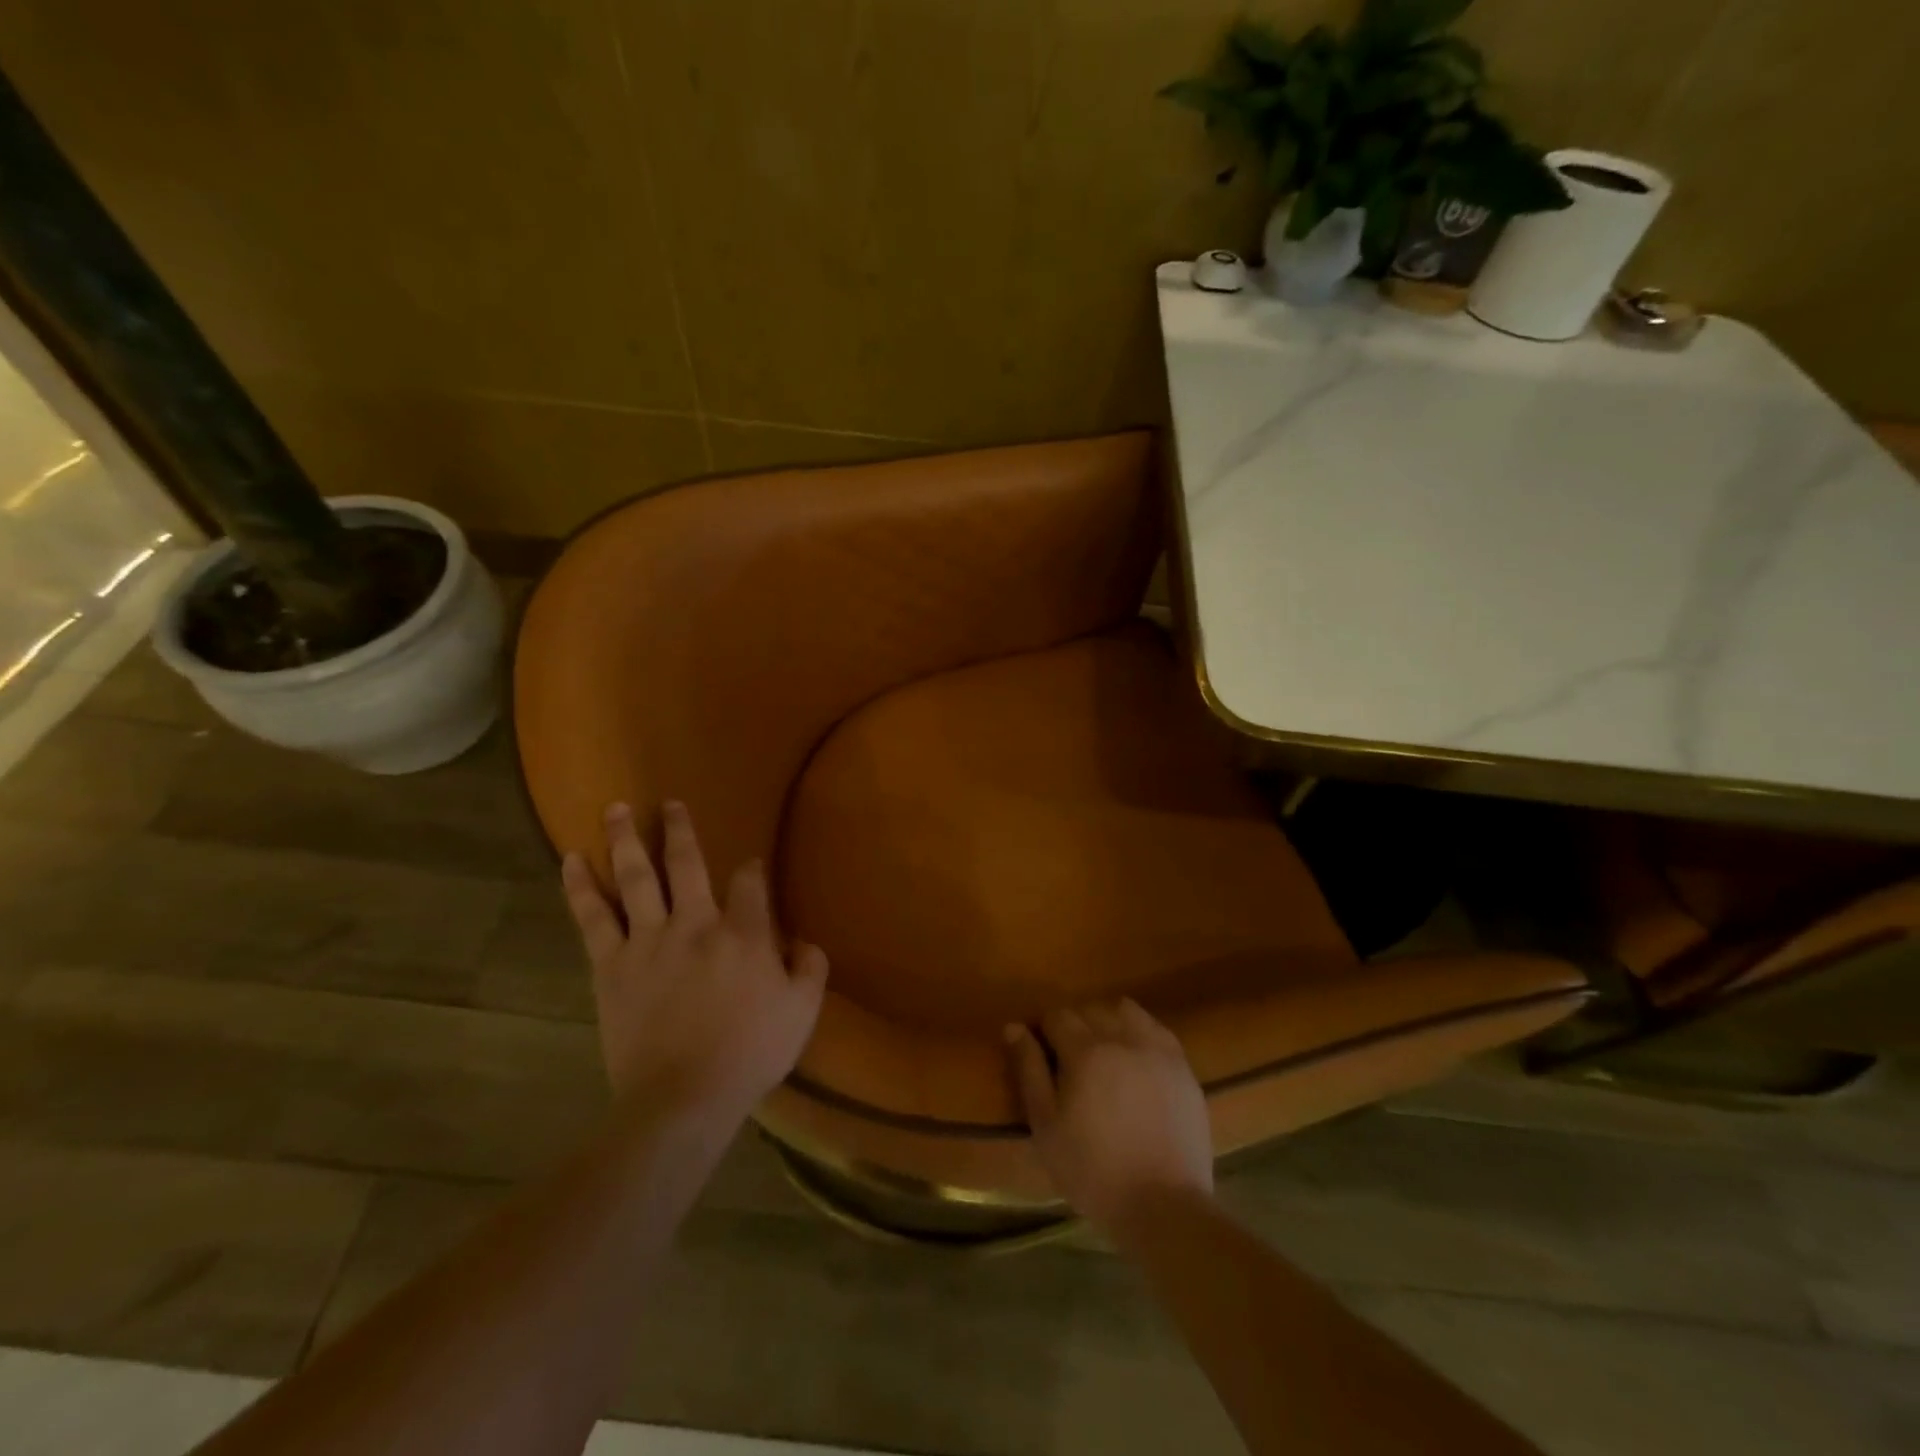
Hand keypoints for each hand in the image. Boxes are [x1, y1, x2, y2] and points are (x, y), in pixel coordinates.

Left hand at [561, 801, 828, 1123]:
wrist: (683, 1098)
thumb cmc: (749, 1053)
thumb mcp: (802, 1011)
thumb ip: (809, 968)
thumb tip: (804, 941)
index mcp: (744, 933)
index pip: (749, 883)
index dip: (751, 870)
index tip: (750, 865)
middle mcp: (695, 923)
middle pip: (686, 863)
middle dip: (678, 829)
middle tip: (670, 803)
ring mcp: (649, 940)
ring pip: (635, 878)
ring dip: (626, 839)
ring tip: (615, 808)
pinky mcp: (612, 966)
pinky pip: (592, 918)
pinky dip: (580, 887)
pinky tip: (571, 860)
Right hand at [1005, 1000, 1212, 1237]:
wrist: (1162, 1205)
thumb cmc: (1092, 1171)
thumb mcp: (1046, 1126)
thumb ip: (1029, 1070)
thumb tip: (1014, 1027)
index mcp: (1085, 1051)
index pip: (1057, 1015)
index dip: (1045, 1031)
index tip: (1043, 1055)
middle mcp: (1122, 1038)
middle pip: (1090, 1008)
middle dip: (1075, 1025)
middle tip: (1071, 1060)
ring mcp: (1157, 1049)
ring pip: (1125, 1010)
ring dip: (1109, 1021)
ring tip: (1105, 1053)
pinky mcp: (1182, 1065)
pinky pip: (1156, 1028)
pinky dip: (1140, 1033)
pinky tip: (1136, 1061)